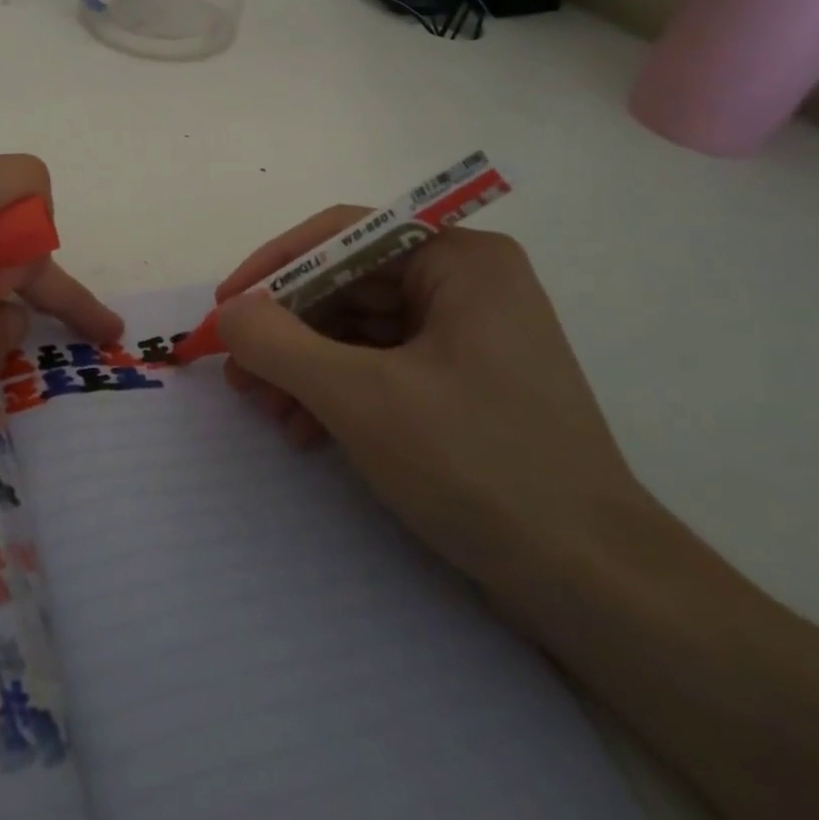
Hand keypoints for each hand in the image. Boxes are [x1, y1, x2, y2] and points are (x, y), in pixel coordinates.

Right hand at [214, 213, 647, 592]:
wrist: (593, 585)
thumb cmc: (477, 466)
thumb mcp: (360, 397)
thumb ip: (278, 343)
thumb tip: (229, 312)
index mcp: (460, 260)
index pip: (344, 234)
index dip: (275, 265)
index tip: (225, 305)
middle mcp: (467, 283)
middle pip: (348, 284)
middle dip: (287, 329)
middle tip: (237, 370)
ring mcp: (467, 334)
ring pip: (358, 328)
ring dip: (304, 366)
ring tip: (265, 410)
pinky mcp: (463, 382)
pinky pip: (381, 365)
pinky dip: (337, 391)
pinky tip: (305, 429)